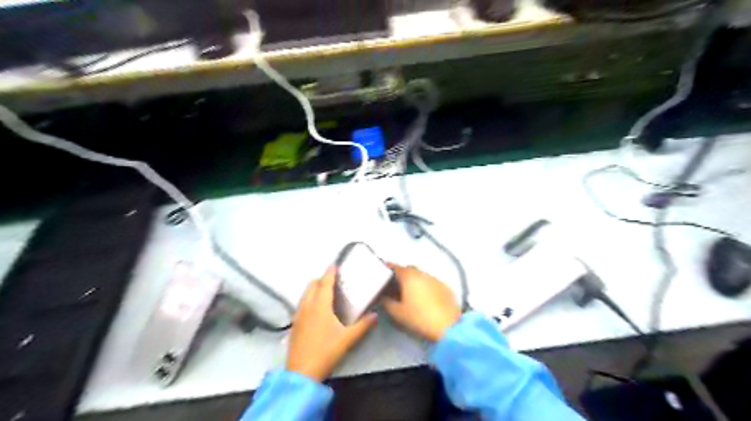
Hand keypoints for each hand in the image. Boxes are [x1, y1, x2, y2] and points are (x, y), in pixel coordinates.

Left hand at [287, 268, 374, 383]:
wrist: (301, 373)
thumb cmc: (326, 351)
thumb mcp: (347, 339)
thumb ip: (363, 326)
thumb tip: (375, 315)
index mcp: (320, 306)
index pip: (325, 283)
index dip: (330, 273)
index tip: (334, 265)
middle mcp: (307, 307)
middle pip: (311, 286)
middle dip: (321, 279)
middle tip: (332, 280)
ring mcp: (298, 316)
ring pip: (304, 295)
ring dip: (313, 289)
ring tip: (325, 293)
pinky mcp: (294, 325)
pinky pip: (301, 305)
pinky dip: (308, 300)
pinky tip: (315, 310)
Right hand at [384, 265, 460, 343]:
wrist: (449, 326)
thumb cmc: (419, 317)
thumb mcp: (397, 312)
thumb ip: (386, 302)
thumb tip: (382, 295)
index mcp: (409, 276)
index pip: (394, 266)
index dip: (386, 268)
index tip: (380, 273)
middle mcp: (421, 273)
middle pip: (408, 269)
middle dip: (401, 275)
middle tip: (394, 286)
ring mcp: (435, 278)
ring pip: (420, 275)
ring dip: (414, 280)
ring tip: (409, 293)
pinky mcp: (445, 286)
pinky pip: (430, 282)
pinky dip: (424, 286)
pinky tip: (424, 298)